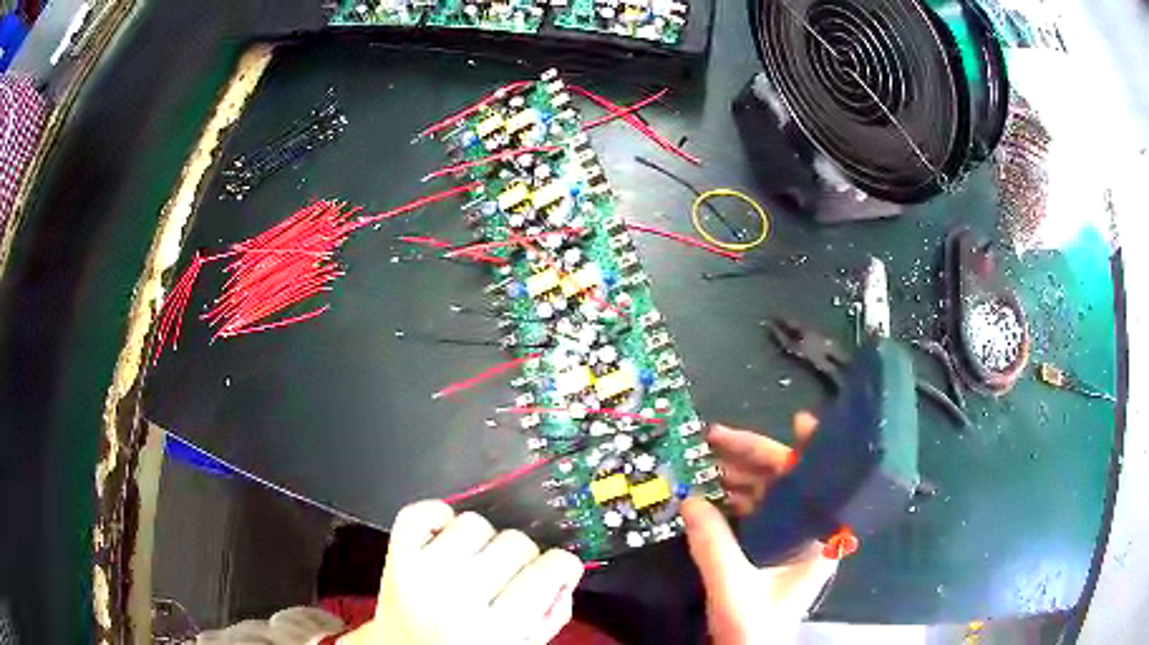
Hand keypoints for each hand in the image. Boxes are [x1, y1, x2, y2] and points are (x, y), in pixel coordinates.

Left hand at [341, 501, 583, 644]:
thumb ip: (550, 617)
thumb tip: (562, 576)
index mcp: (494, 630)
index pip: (550, 570)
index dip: (562, 567)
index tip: (557, 571)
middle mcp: (457, 597)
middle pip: (515, 542)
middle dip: (522, 559)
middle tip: (510, 579)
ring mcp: (421, 573)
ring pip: (474, 522)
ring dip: (482, 541)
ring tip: (475, 564)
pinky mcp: (396, 556)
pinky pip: (421, 512)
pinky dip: (438, 517)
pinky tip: (446, 541)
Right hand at [681, 413, 836, 644]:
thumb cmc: (755, 628)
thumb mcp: (733, 587)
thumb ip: (713, 545)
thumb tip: (689, 499)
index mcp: (817, 540)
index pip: (823, 482)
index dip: (814, 449)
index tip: (797, 420)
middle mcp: (807, 533)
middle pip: (787, 483)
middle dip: (753, 457)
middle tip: (714, 437)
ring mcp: (787, 541)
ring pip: (767, 496)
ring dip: (737, 476)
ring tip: (703, 459)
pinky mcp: (769, 550)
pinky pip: (753, 514)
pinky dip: (731, 500)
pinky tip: (708, 491)